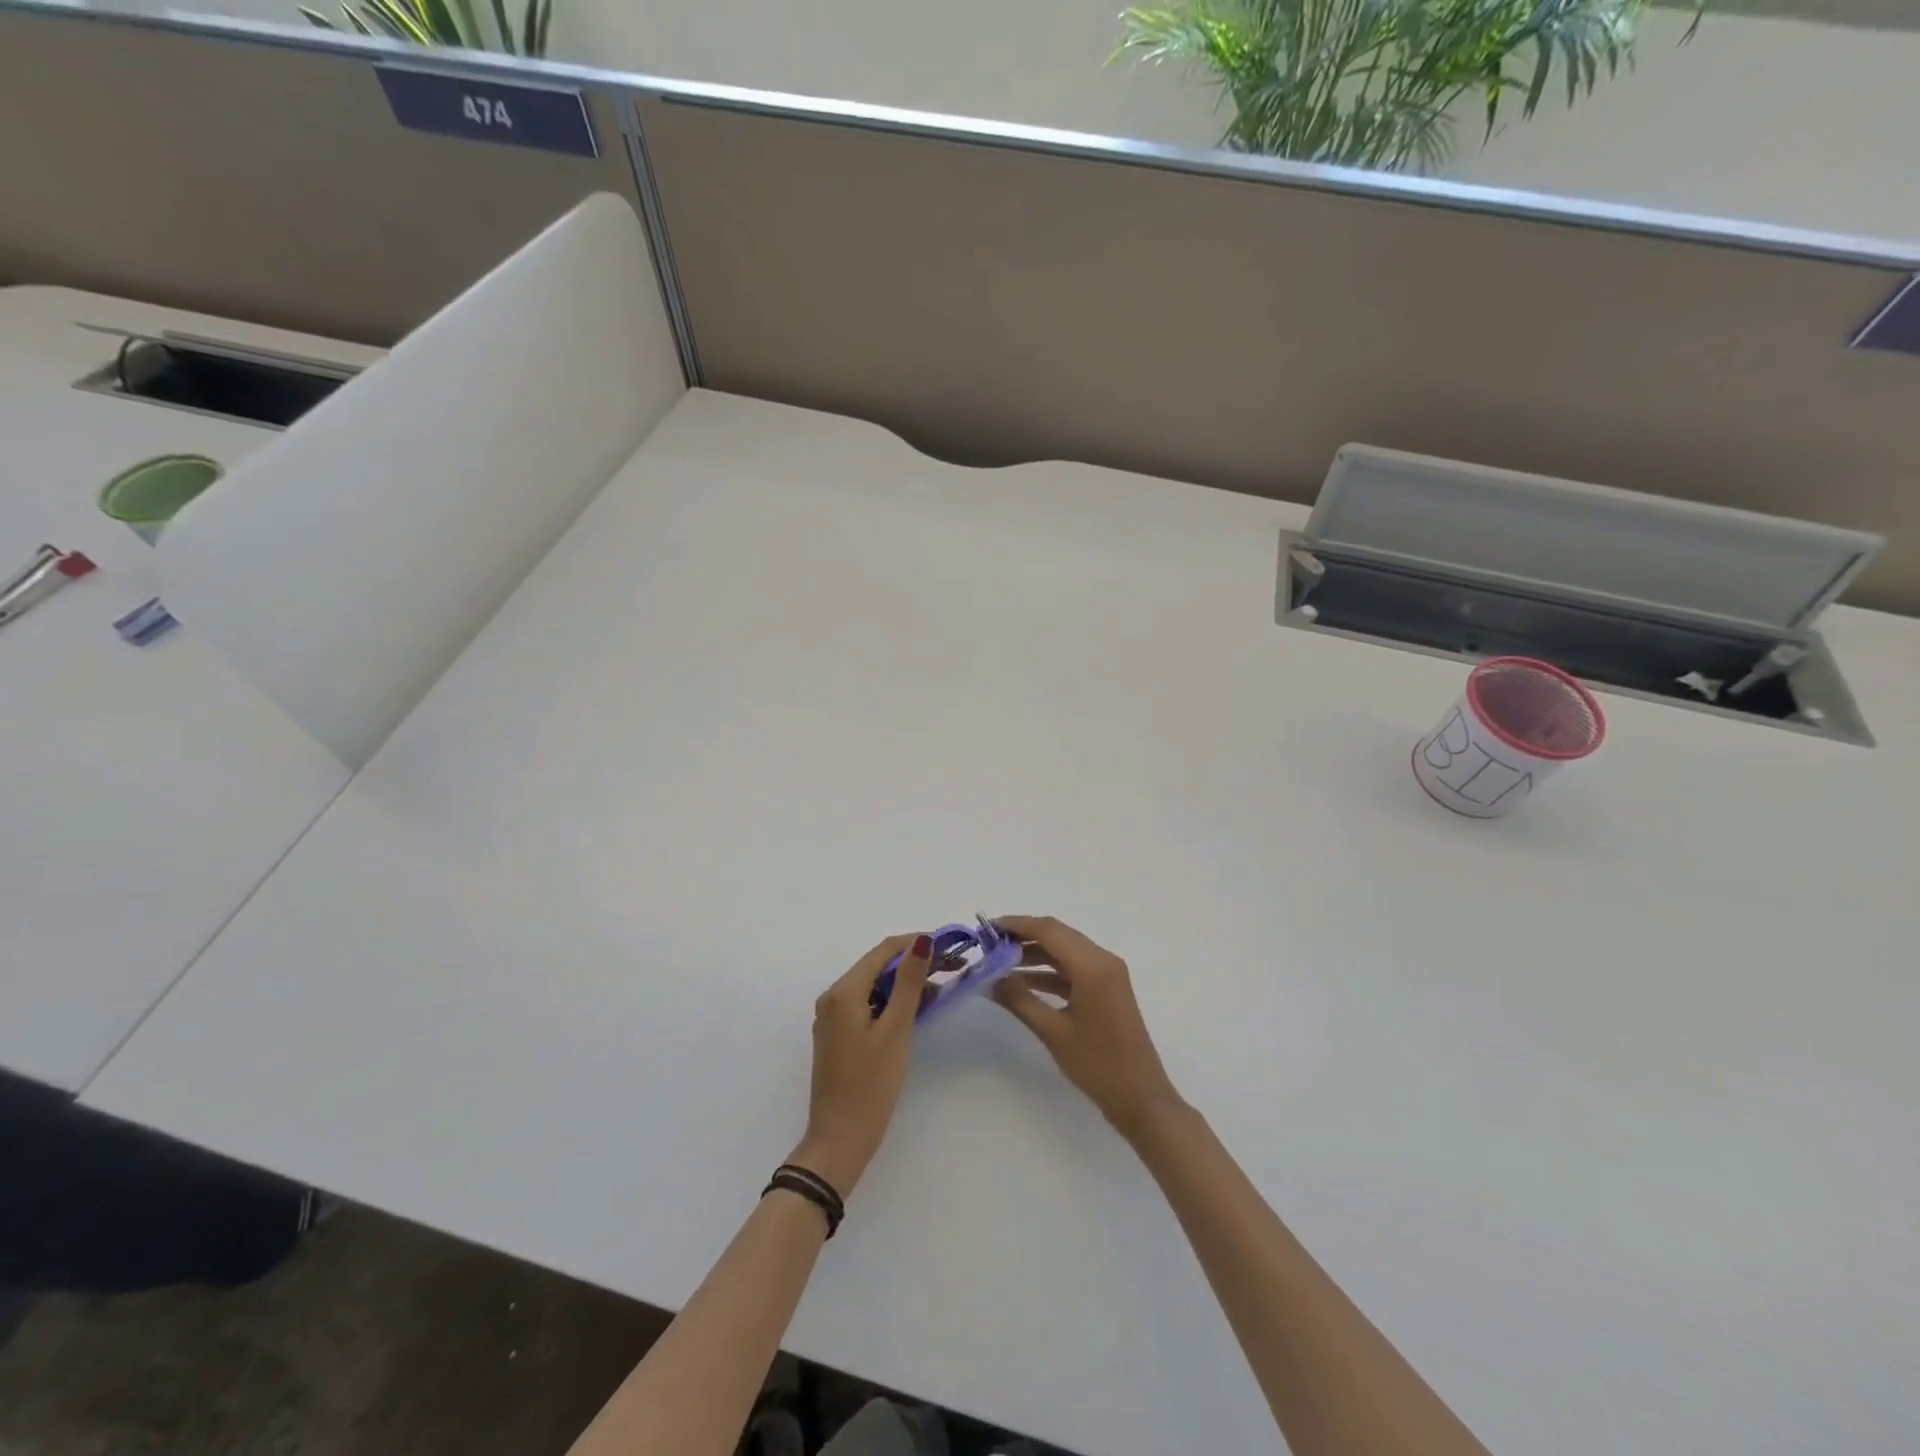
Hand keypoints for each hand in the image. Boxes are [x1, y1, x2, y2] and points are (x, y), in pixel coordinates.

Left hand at [788, 932, 932, 1197]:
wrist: (839, 1140)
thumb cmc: (871, 1084)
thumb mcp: (896, 1029)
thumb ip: (909, 982)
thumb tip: (922, 940)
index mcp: (843, 991)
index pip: (883, 950)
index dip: (915, 943)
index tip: (948, 946)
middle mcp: (833, 997)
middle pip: (877, 966)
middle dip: (912, 963)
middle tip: (949, 968)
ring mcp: (833, 1018)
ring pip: (873, 986)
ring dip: (903, 984)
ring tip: (938, 990)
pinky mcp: (838, 1035)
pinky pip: (867, 1005)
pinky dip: (890, 1002)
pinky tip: (915, 1011)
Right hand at [992, 916, 1184, 1142]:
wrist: (1140, 1098)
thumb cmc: (1097, 1065)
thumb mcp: (1053, 1032)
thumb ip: (1019, 1000)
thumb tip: (989, 980)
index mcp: (1093, 966)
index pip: (1049, 930)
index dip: (1017, 925)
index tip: (988, 928)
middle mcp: (1103, 960)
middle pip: (1058, 935)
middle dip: (1024, 936)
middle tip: (990, 944)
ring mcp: (1108, 974)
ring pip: (1065, 951)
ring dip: (1035, 953)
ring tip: (1000, 963)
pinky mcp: (1108, 988)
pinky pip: (1074, 968)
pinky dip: (1049, 971)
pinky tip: (1023, 982)